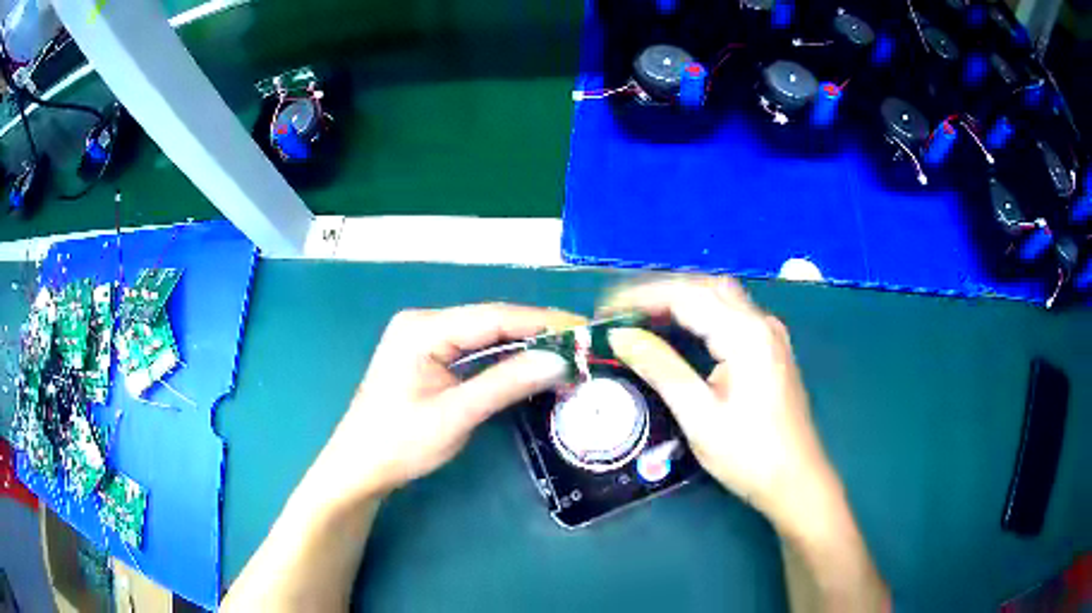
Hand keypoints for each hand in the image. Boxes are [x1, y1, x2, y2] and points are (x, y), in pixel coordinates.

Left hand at [306, 303, 584, 505]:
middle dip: (536, 334)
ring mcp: (424, 339)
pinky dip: (503, 359)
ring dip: (523, 347)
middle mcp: (424, 324)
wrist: (360, 467)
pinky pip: (473, 350)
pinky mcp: (428, 357)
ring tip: (566, 354)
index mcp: (423, 329)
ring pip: (484, 336)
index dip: (541, 322)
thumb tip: (559, 361)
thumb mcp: (456, 415)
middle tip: (581, 346)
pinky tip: (530, 365)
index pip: (493, 317)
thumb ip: (506, 384)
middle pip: (491, 322)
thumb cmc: (399, 443)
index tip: (583, 329)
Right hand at [603, 276, 836, 530]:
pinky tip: (683, 330)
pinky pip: (732, 314)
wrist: (796, 480)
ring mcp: (770, 334)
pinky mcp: (771, 348)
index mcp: (746, 335)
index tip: (606, 310)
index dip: (642, 297)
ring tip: (644, 317)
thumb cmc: (749, 454)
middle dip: (661, 292)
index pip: (687, 296)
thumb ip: (661, 369)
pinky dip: (701, 313)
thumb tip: (621, 337)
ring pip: (721, 297)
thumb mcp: (699, 416)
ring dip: (682, 299)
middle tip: (622, 312)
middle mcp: (761, 323)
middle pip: (706, 287)